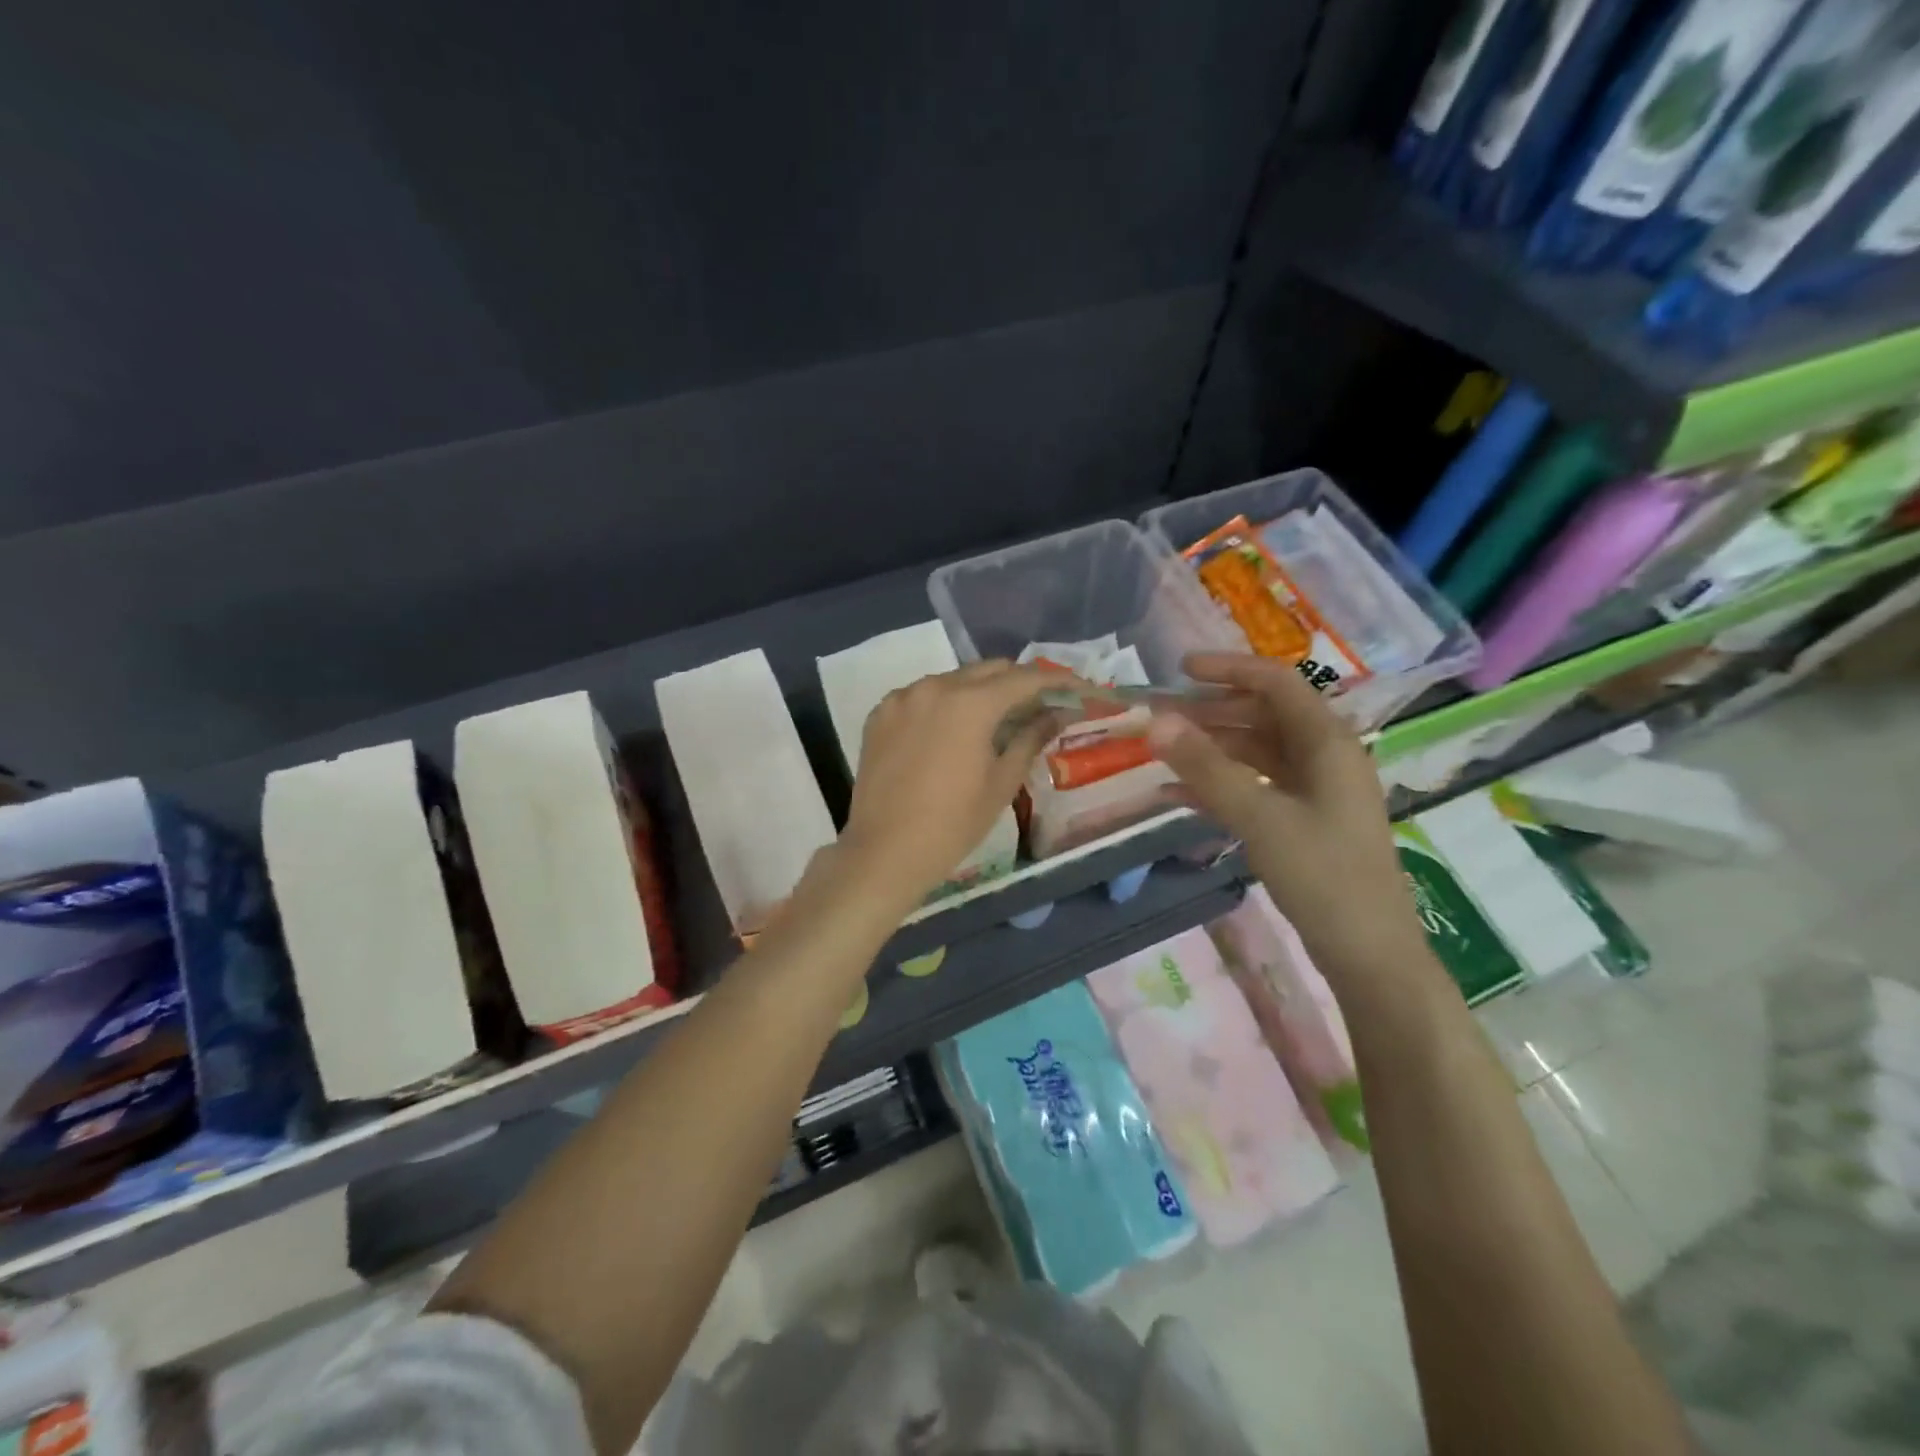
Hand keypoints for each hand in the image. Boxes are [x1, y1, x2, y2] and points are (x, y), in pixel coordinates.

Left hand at [838, 661, 1063, 913]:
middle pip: (988, 671)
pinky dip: (945, 703)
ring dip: (980, 691)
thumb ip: (1031, 738)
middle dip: (1019, 682)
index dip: (1057, 681)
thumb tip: (1058, 713)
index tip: (1079, 689)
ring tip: (998, 718)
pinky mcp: (880, 713)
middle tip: (1042, 704)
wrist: (884, 852)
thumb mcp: (1001, 782)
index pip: (1024, 679)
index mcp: (970, 703)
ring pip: (953, 680)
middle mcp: (934, 687)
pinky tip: (953, 729)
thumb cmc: (953, 824)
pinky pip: (922, 695)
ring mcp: (902, 697)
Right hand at [1146, 652, 1424, 977]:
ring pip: (1256, 753)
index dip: (1228, 669)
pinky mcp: (1302, 822)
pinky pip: (1255, 788)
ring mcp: (1314, 792)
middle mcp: (1324, 758)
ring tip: (1161, 751)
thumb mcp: (1260, 816)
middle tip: (1159, 716)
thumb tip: (1156, 721)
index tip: (1178, 670)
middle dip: (1210, 711)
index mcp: (1327, 743)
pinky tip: (1175, 794)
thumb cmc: (1322, 875)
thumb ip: (1206, 767)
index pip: (1276, 683)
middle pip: (1263, 716)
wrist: (1368, 953)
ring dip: (1210, 749)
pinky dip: (1218, 785)